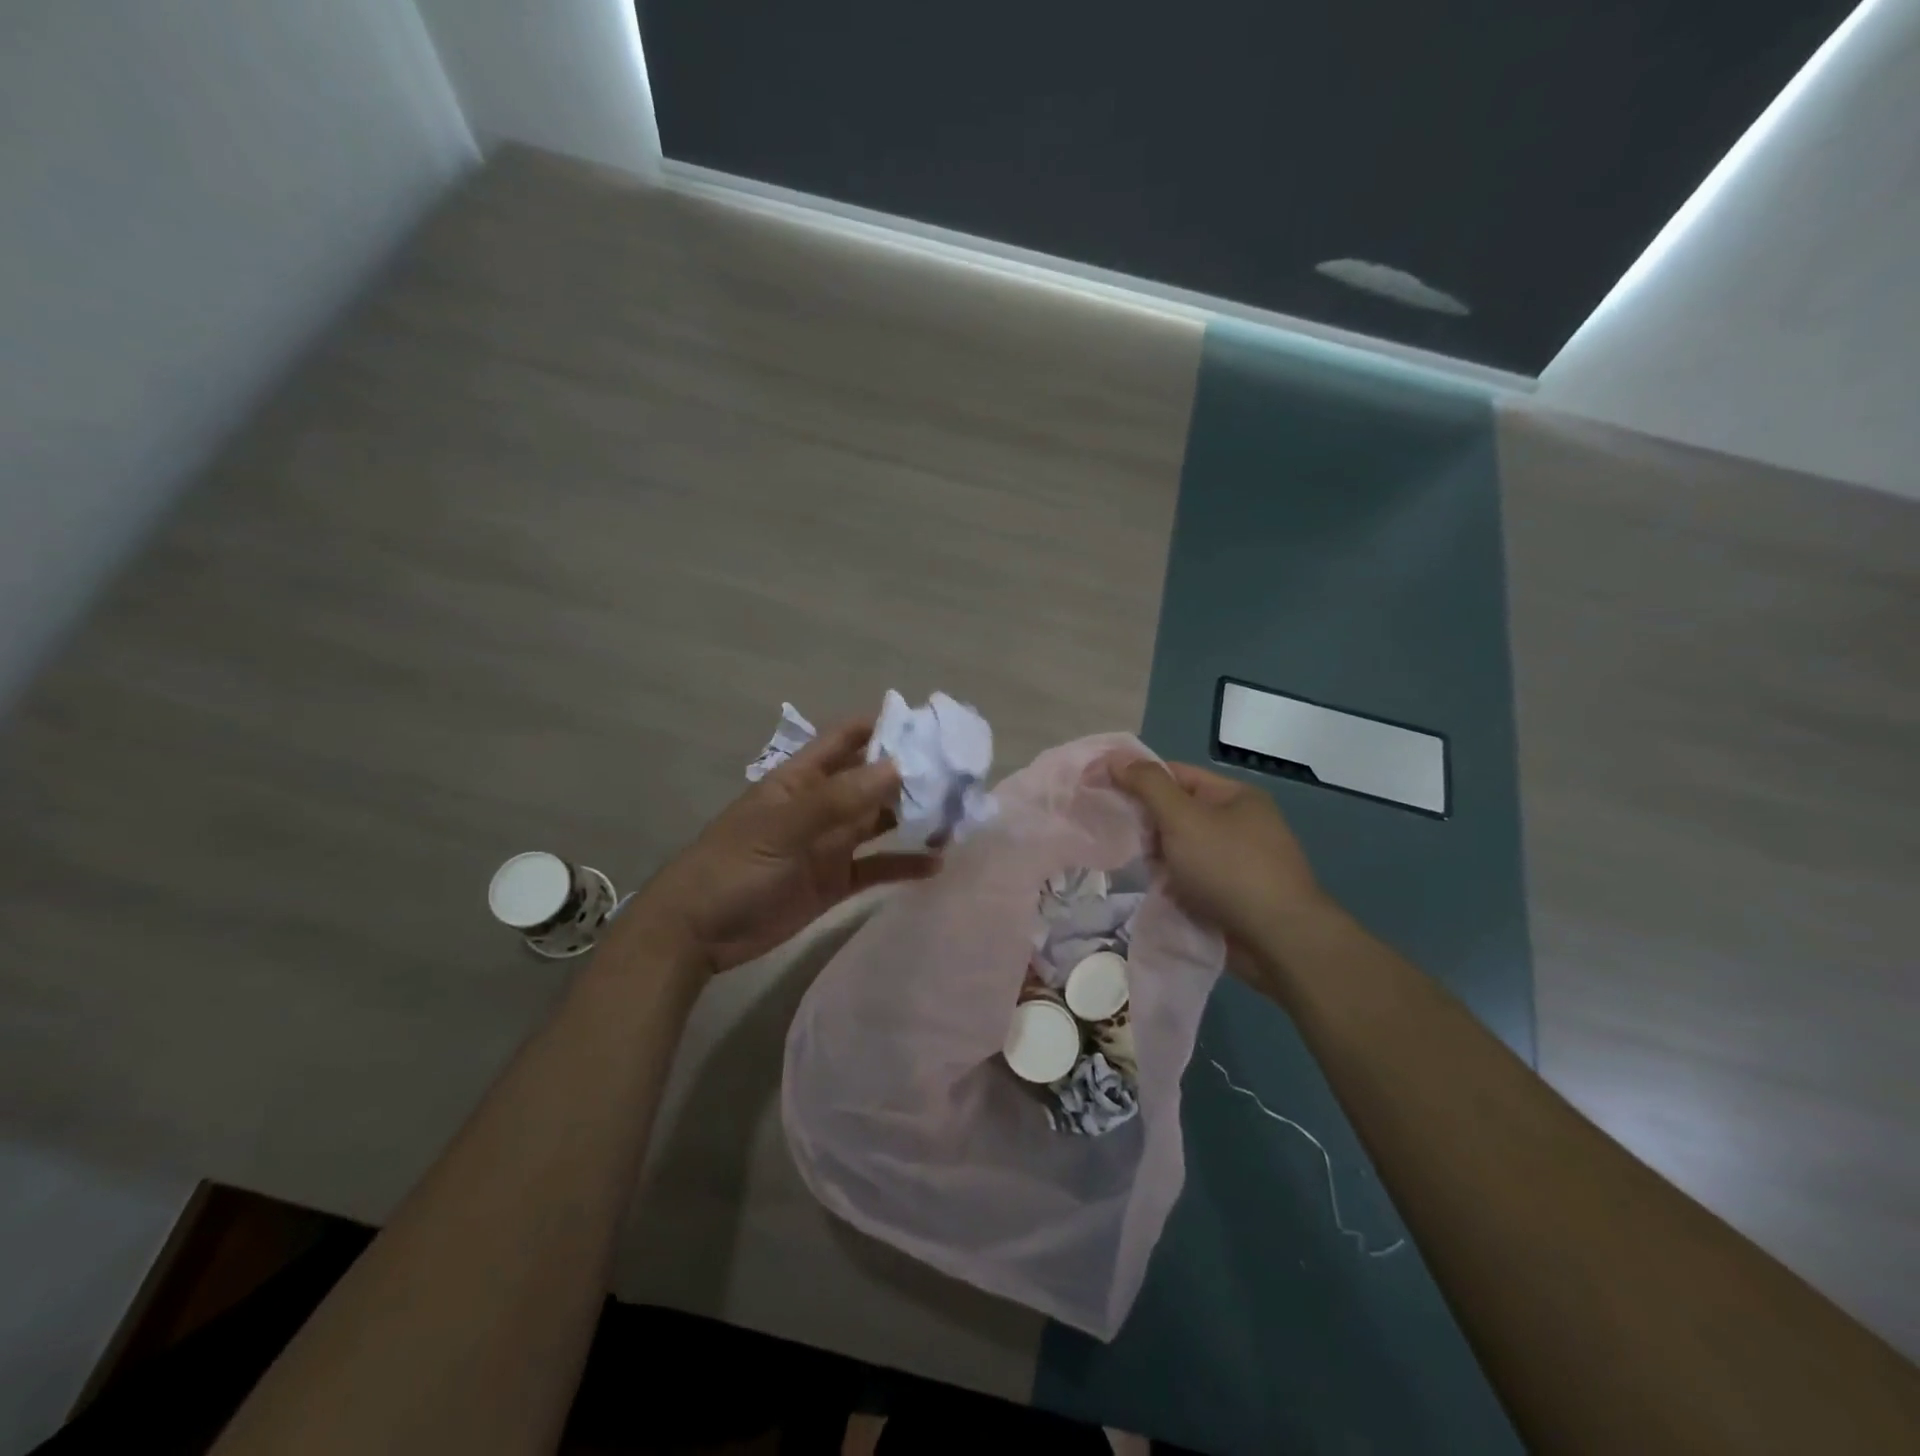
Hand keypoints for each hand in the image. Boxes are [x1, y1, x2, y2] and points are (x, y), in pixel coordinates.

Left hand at [616, 720, 939, 975]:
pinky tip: (936, 864)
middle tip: (959, 774)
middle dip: (911, 774)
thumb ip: (839, 799)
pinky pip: (877, 867)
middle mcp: (821, 806)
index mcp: (802, 779)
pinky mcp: (836, 881)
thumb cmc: (733, 867)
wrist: (698, 933)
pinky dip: (904, 864)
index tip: (928, 726)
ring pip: (880, 822)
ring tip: (957, 816)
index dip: (883, 727)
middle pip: (872, 780)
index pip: (846, 739)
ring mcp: (829, 844)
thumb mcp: (783, 827)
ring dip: (913, 817)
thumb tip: (898, 765)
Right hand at [1114, 758, 1328, 958]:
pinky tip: (1159, 893)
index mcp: (1234, 796)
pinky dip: (1174, 884)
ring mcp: (1239, 862)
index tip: (1100, 791)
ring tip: (1141, 870)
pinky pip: (1192, 880)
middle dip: (1147, 825)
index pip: (1175, 774)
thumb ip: (1146, 785)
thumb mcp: (1182, 817)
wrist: (1279, 940)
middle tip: (1123, 839)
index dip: (1136, 778)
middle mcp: (1240, 824)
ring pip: (1182, 850)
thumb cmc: (1229, 867)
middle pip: (1177, 812)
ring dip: (1159, 859)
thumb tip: (1115, 759)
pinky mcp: (1234, 896)